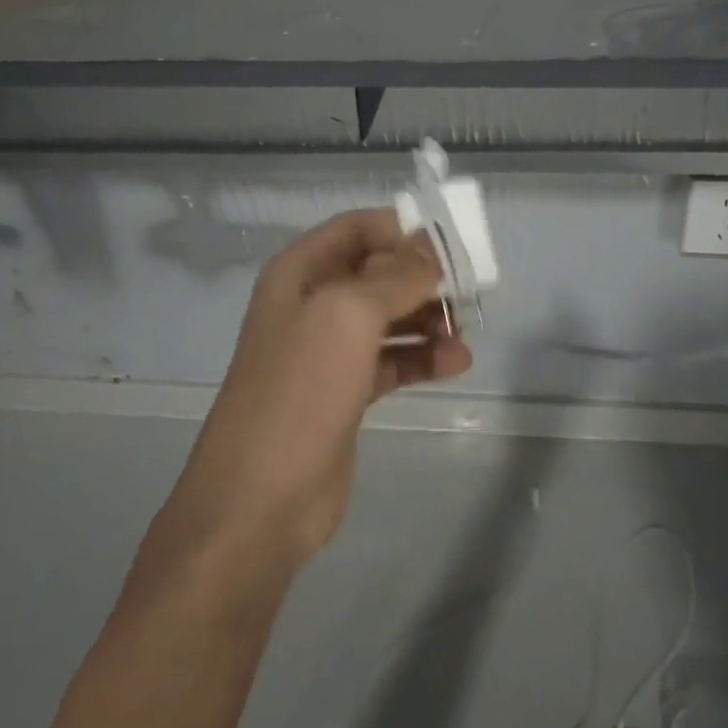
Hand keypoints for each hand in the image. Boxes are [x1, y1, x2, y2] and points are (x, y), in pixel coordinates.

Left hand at [163, 209, 472, 567]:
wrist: (259, 500)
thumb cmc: (300, 391)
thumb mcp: (348, 315)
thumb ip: (394, 276)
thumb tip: (431, 250)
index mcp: (300, 271)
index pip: (358, 227)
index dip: (403, 230)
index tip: (449, 248)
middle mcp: (312, 302)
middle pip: (378, 271)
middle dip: (422, 278)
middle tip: (467, 293)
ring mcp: (328, 350)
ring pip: (388, 317)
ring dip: (428, 319)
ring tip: (463, 333)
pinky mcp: (345, 391)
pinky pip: (391, 359)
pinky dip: (422, 358)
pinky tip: (455, 364)